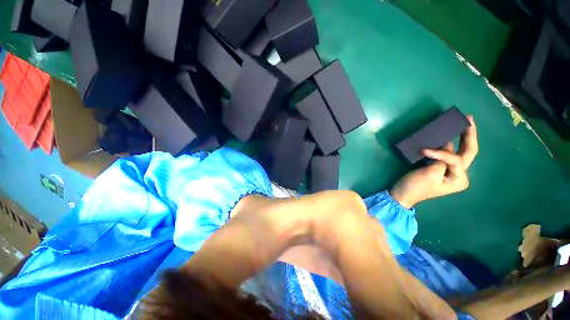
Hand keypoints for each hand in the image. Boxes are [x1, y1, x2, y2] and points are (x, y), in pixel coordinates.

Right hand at [390, 115, 477, 207]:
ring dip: (461, 138)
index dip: (442, 152)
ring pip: (459, 152)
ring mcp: (450, 172)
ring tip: (464, 124)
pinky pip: (447, 155)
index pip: (456, 159)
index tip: (423, 151)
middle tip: (469, 119)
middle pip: (468, 153)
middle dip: (469, 136)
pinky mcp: (440, 168)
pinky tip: (450, 137)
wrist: (402, 194)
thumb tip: (446, 145)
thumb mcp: (430, 173)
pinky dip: (448, 145)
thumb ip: (441, 159)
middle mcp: (459, 175)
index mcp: (459, 179)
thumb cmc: (416, 186)